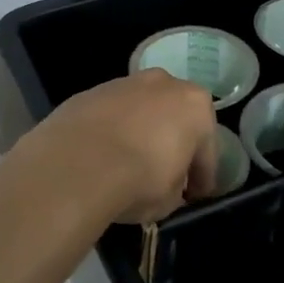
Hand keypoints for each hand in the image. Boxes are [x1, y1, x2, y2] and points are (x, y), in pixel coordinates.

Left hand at [16, 69, 218, 224]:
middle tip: (165, 173)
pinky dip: (111, 130)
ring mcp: (124, 83)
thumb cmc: (139, 181)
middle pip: (174, 117)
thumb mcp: (170, 199)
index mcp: (195, 106)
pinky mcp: (90, 91)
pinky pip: (110, 115)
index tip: (195, 195)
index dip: (202, 176)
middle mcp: (163, 84)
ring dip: (140, 132)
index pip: (206, 148)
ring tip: (128, 163)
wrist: (77, 164)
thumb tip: (167, 185)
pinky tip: (101, 156)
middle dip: (172, 142)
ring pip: (141, 110)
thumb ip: (176, 186)